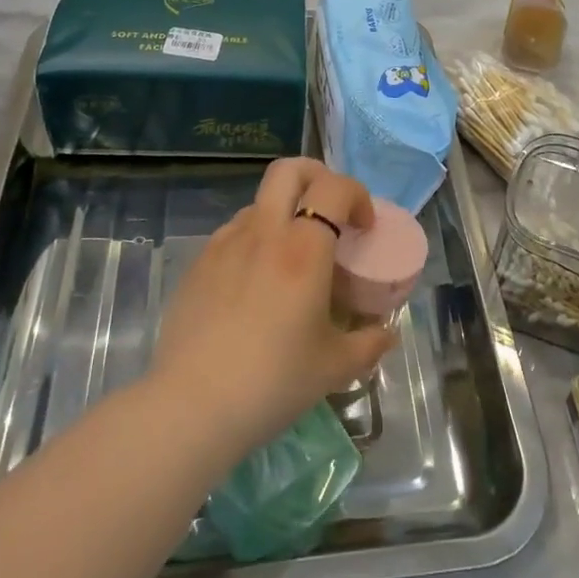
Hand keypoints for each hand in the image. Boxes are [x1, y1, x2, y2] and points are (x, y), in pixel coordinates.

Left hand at [148, 158, 395, 462]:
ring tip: (291, 259)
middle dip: (317, 177)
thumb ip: (369, 344)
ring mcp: (224, 244)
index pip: (334, 188)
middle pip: (289, 170)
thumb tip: (387, 334)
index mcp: (303, 248)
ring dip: (283, 213)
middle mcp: (263, 232)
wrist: (191, 407)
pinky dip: (255, 241)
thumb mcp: (335, 368)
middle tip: (329, 213)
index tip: (364, 227)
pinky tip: (255, 285)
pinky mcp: (198, 265)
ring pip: (259, 203)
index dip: (357, 195)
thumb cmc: (273, 382)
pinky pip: (233, 234)